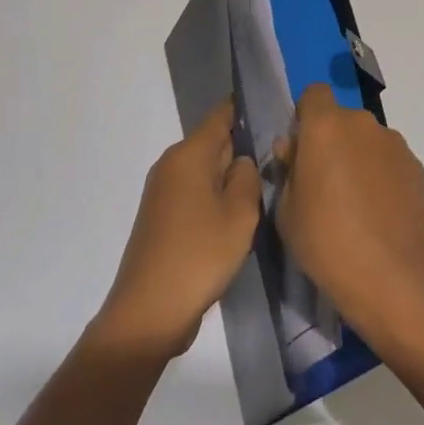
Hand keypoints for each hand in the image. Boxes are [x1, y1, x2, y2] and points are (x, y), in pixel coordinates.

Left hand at [96, 100, 261, 357]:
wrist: (148, 314)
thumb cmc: (199, 255)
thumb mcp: (240, 213)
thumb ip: (248, 176)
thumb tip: (241, 161)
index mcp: (189, 154)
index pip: (221, 115)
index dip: (245, 110)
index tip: (272, 116)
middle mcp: (170, 164)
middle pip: (212, 142)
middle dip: (240, 150)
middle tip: (274, 163)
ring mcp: (161, 192)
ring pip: (204, 170)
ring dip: (227, 179)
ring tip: (257, 196)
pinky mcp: (159, 218)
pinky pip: (193, 193)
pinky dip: (212, 199)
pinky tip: (230, 221)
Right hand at [274, 84, 423, 341]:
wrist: (391, 274)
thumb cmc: (326, 241)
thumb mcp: (286, 211)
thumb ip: (288, 170)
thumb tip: (293, 150)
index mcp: (325, 126)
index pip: (313, 94)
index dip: (306, 116)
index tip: (302, 148)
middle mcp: (361, 123)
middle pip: (341, 119)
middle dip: (332, 141)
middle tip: (325, 184)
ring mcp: (393, 142)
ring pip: (367, 140)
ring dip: (359, 158)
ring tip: (356, 204)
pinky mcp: (416, 165)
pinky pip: (390, 161)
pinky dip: (382, 176)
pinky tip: (380, 213)